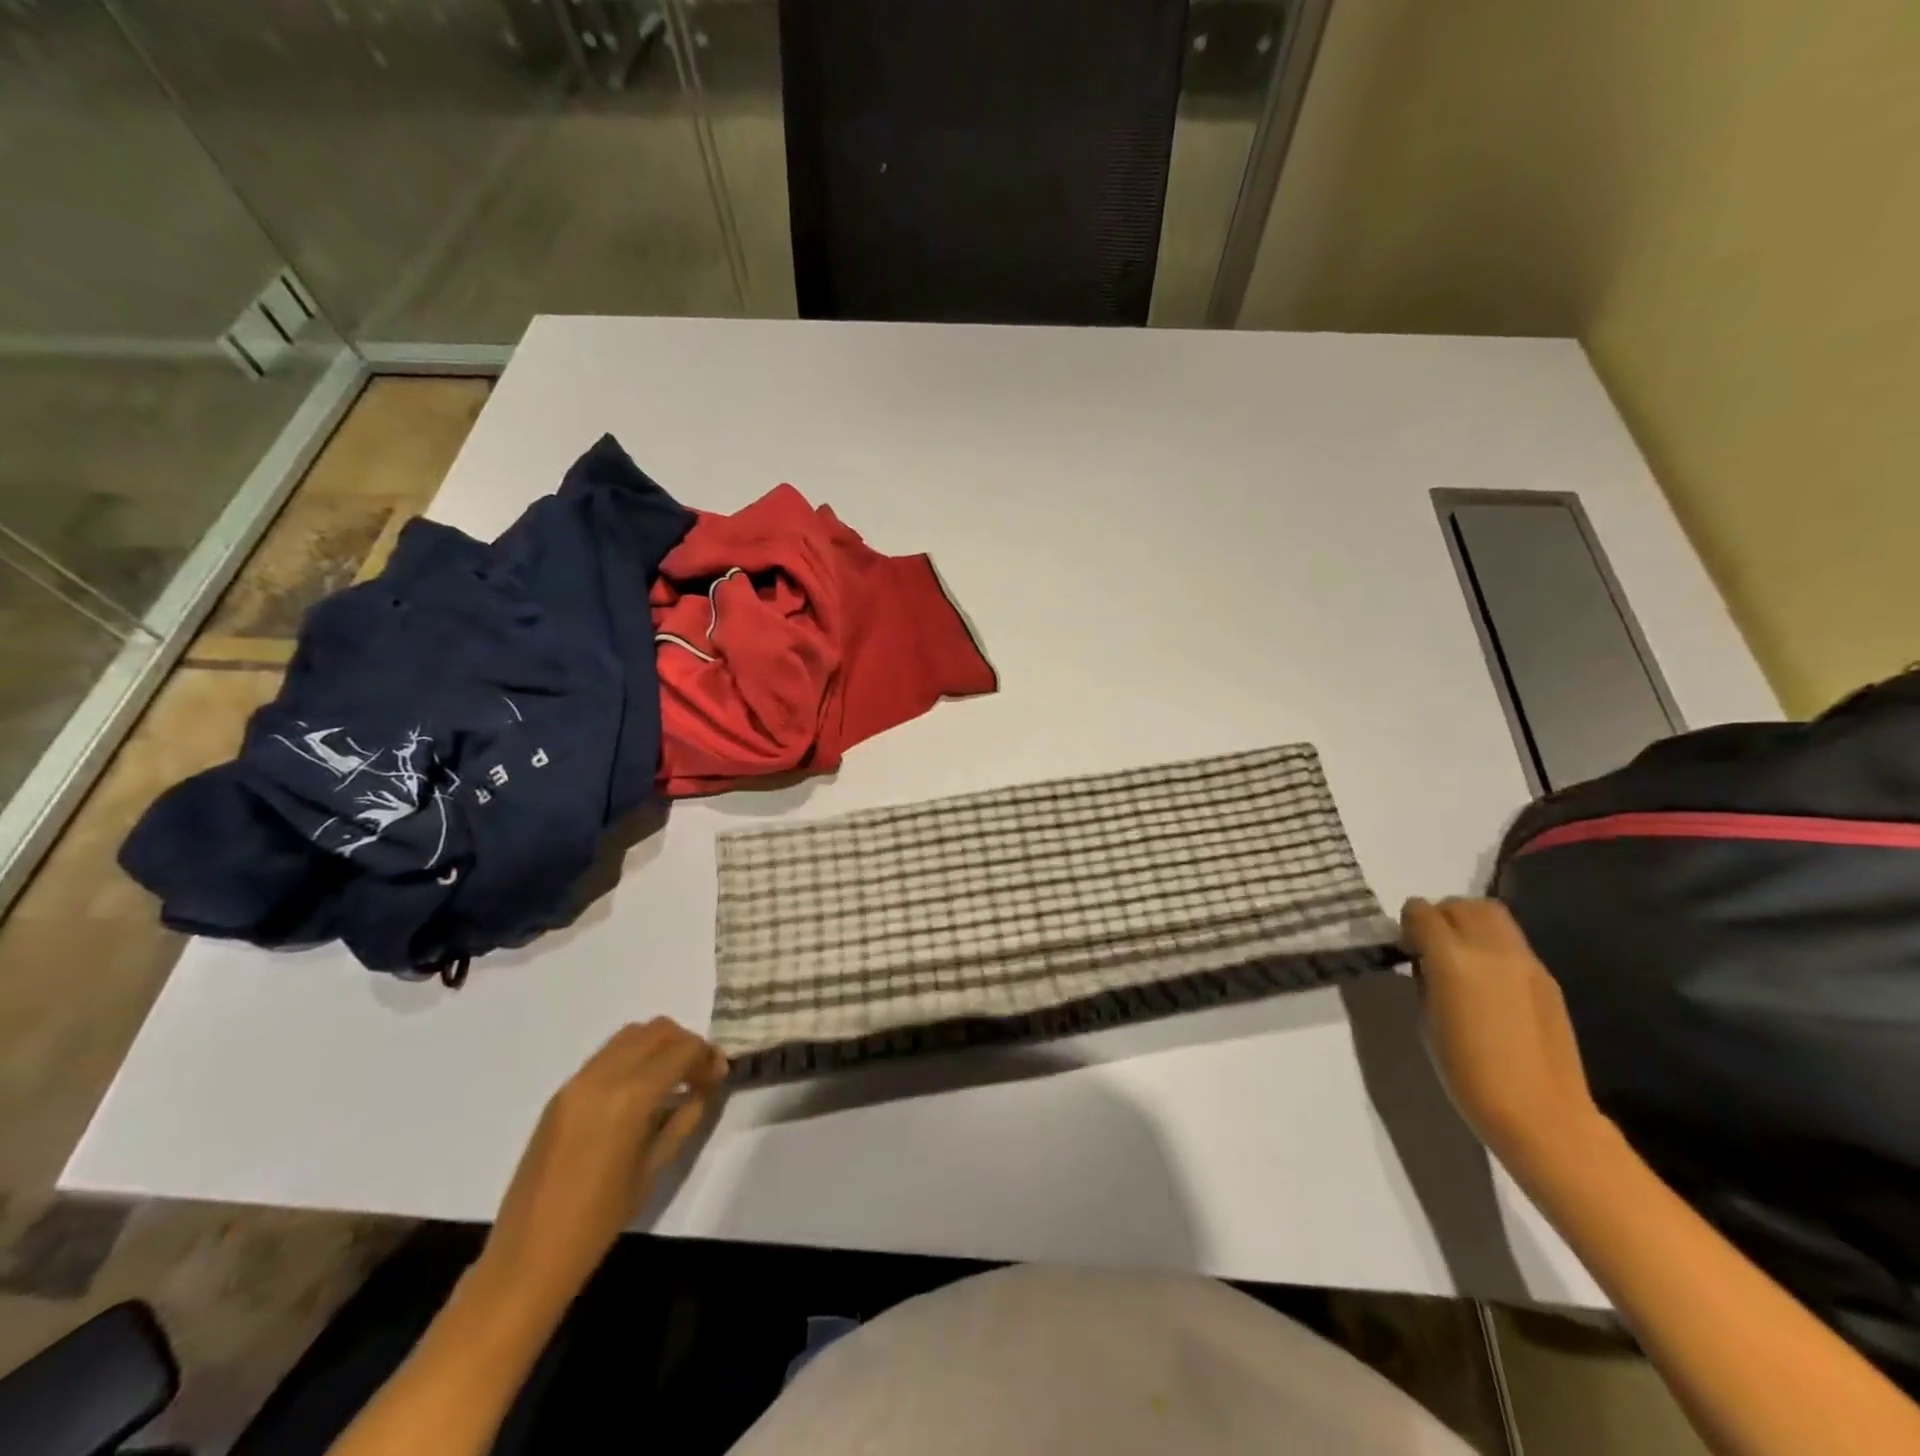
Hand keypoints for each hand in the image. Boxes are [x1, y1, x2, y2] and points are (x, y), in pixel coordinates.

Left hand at [477, 1018, 727, 1311]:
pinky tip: (639, 1093)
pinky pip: (607, 1055)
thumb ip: (685, 1118)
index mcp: (630, 1097)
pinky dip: (633, 1058)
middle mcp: (603, 1076)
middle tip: (698, 1075)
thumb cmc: (600, 1219)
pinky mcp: (562, 1092)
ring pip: (631, 1035)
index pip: (682, 1049)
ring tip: (671, 1080)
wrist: (528, 1254)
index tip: (718, 1076)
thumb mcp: (655, 1168)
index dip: (707, 1056)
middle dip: (685, 1044)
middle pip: (657, 1030)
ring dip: (658, 1046)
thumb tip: (705, 1088)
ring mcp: (577, 1081)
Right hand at [1399, 897, 1606, 1166]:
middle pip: (1460, 904)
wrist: (1540, 1113)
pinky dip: (1493, 945)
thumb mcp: (1426, 1018)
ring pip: (1492, 914)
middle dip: (1440, 916)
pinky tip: (1488, 981)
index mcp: (1452, 958)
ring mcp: (1525, 961)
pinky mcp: (1546, 977)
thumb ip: (1425, 977)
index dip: (1408, 924)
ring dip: (1469, 923)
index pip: (1421, 912)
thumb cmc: (1466, 1072)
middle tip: (1431, 947)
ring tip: (1460, 956)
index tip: (1406, 948)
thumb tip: (1426, 961)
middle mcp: (1490, 948)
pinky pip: (1512, 942)